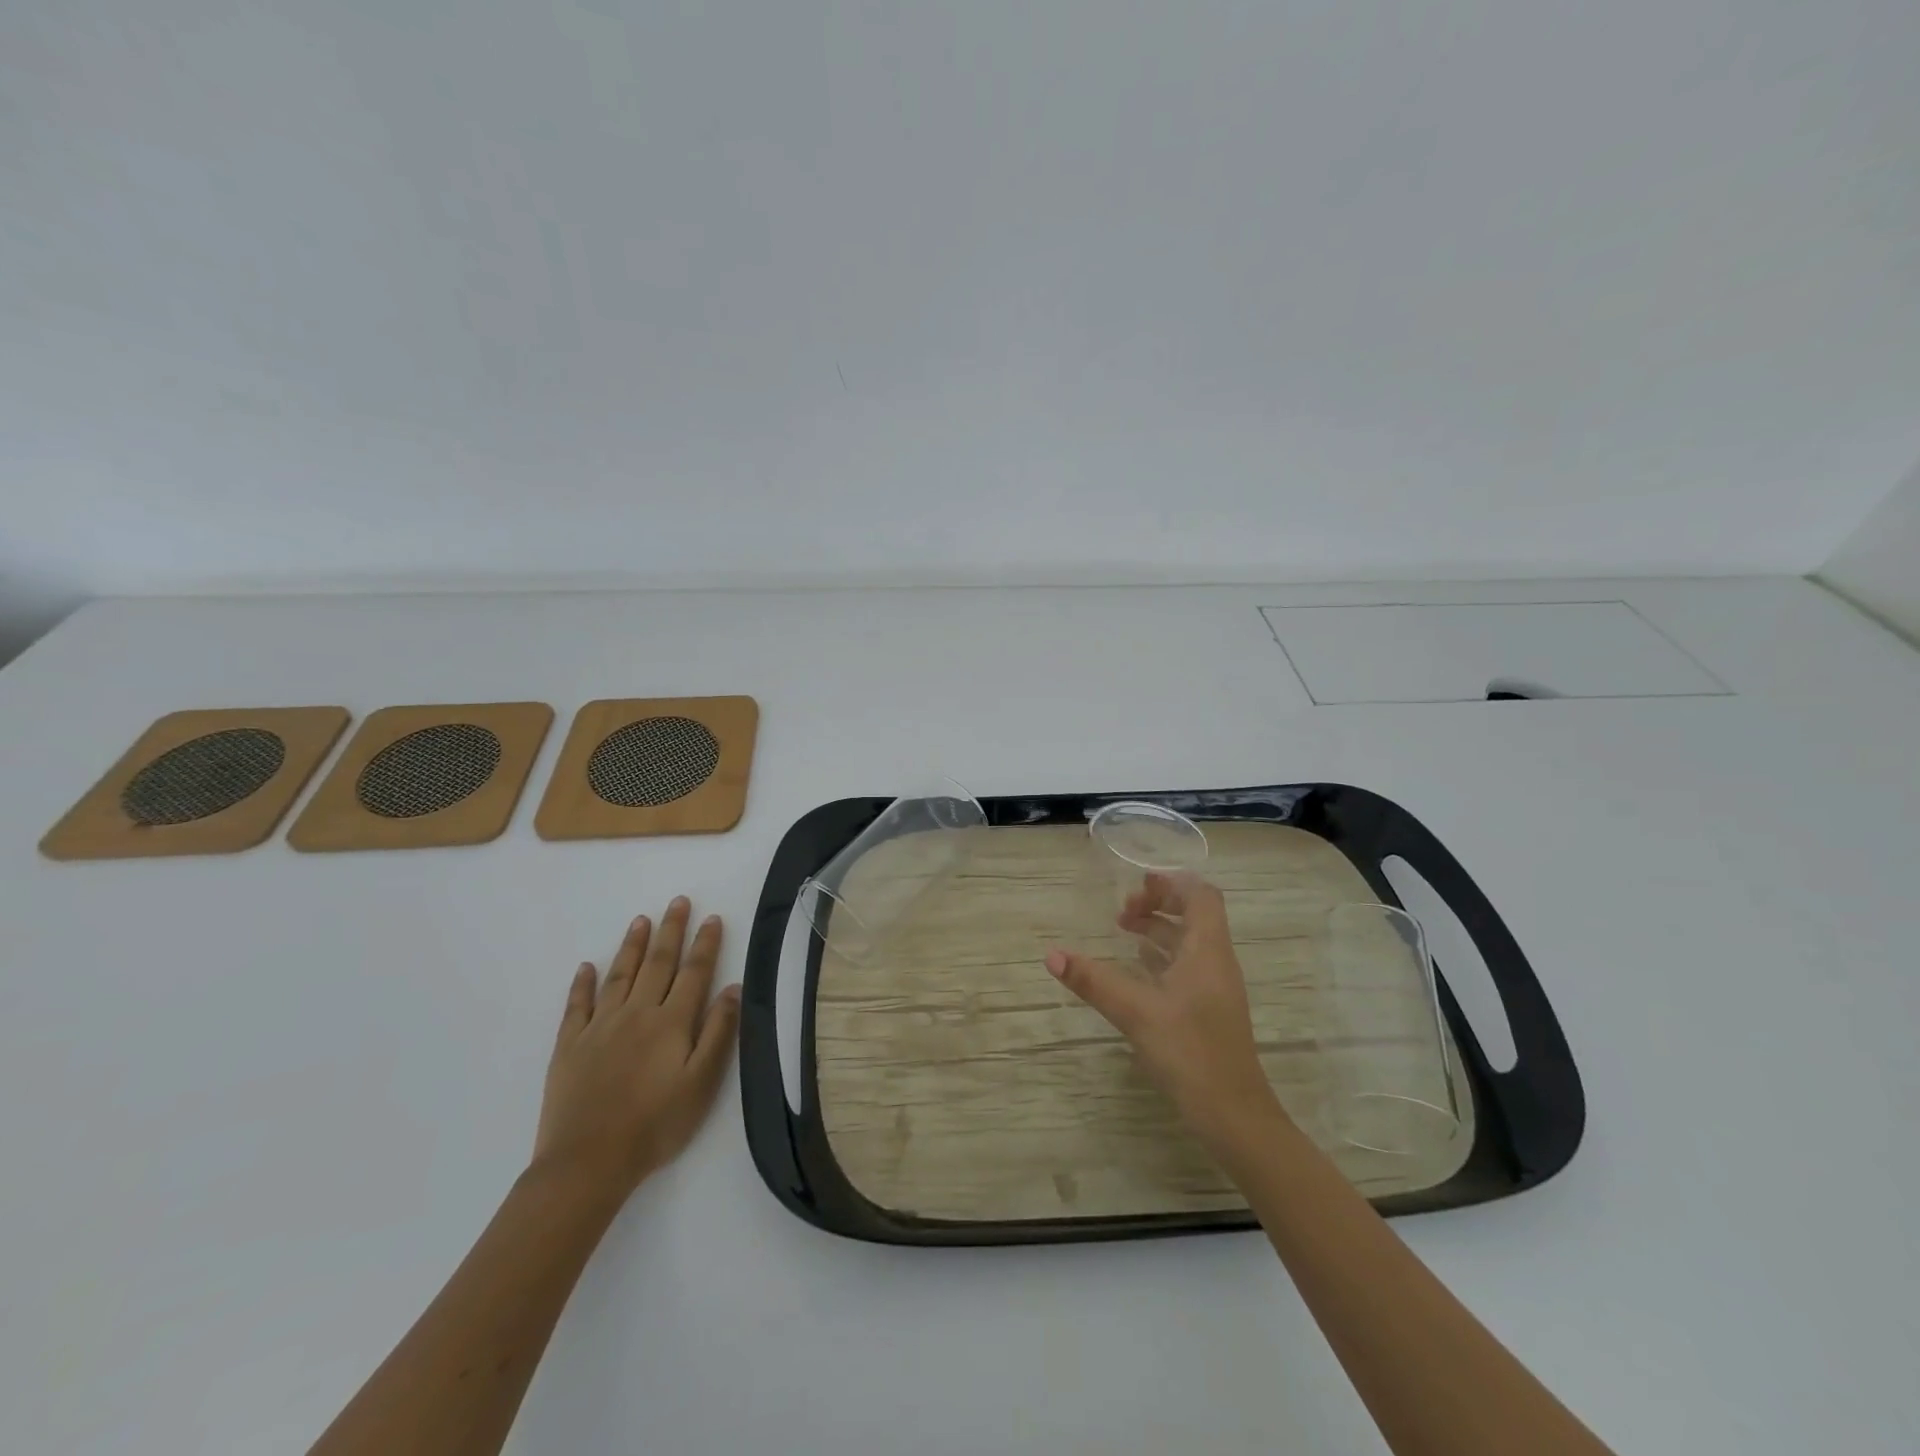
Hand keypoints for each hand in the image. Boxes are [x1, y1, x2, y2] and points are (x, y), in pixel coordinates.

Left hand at [531, 896, 741, 1198]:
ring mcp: (599, 1027)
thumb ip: (718, 1033)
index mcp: (671, 1023)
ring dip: (632, 945)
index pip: (694, 973)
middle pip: (658, 963)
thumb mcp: (701, 1083)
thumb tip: (733, 988)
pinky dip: (582, 984)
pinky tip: (586, 967)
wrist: (587, 1163)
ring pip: (619, 975)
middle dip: (671, 930)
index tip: (712, 918)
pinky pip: (576, 1005)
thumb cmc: (655, 1125)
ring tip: (641, 920)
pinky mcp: (568, 1046)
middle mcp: (636, 1014)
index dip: (705, 944)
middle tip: (678, 902)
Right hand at [1045, 872, 1275, 1138]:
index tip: (1135, 887)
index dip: (1170, 882)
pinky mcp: (1208, 1009)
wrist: (1234, 1116)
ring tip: (1123, 930)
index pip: (1201, 895)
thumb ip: (1094, 980)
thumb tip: (1052, 955)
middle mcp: (1216, 961)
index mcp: (1208, 950)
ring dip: (1159, 928)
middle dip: (1159, 903)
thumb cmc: (1190, 1053)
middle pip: (1195, 913)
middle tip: (1122, 912)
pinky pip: (1187, 965)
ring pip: (1190, 940)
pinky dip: (1161, 955)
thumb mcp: (1135, 1012)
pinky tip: (1137, 968)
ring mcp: (1215, 987)